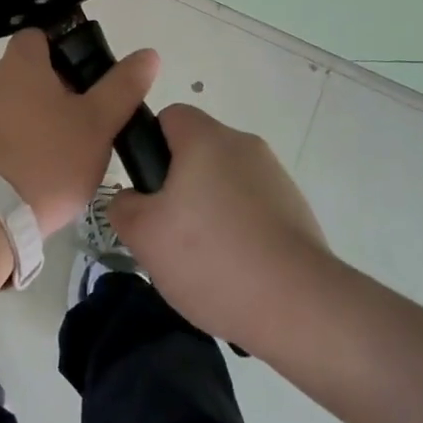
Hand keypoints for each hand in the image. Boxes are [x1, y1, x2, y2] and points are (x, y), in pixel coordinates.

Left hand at [0, 30, 159, 236]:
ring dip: (53, 113)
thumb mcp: (98, 121)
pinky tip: (57, 161)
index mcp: (21, 63)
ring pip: (28, 100)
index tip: (93, 71)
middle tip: (97, 108)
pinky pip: (15, 127)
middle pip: (37, 69)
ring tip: (82, 139)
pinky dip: (36, 135)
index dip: (68, 45)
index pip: (40, 34)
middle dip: (67, 84)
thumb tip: (147, 55)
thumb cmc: (51, 156)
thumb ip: (123, 86)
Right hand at [109, 105, 335, 353]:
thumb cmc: (211, 257)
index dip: (151, 144)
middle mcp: (244, 145)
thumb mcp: (143, 235)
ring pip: (226, 181)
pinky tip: (235, 271)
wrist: (299, 306)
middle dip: (179, 183)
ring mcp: (276, 177)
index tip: (148, 186)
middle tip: (167, 230)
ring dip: (210, 208)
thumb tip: (132, 198)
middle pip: (198, 151)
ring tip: (202, 260)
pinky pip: (253, 208)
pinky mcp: (297, 210)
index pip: (170, 116)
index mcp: (206, 138)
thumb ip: (123, 205)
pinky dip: (240, 229)